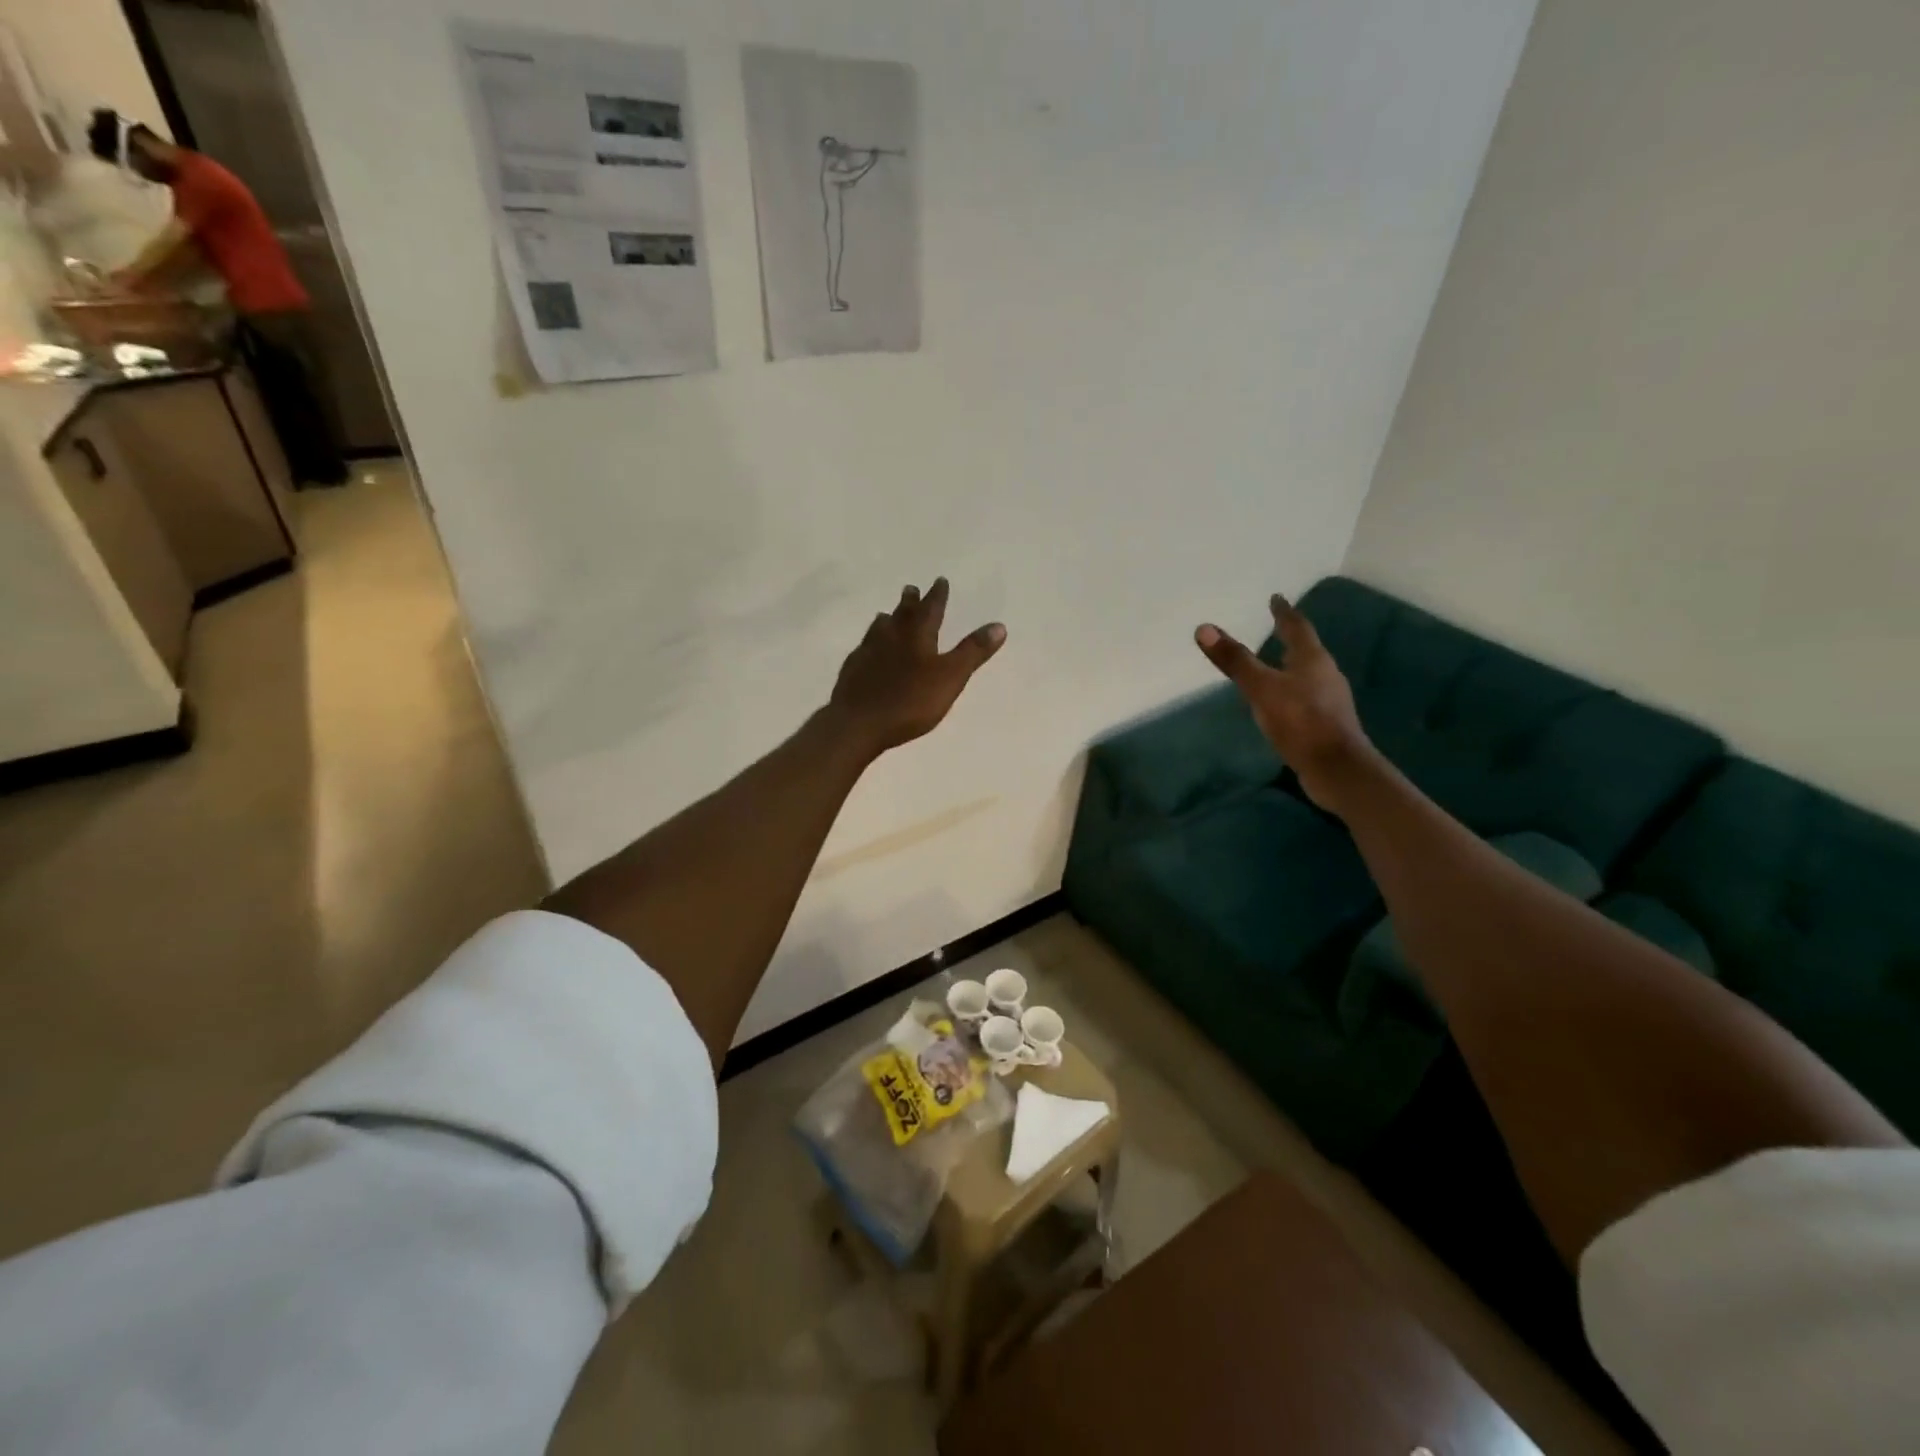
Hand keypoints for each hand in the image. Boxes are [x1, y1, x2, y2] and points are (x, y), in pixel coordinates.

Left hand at [828, 578, 1006, 756]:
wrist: (859, 722)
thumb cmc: (911, 700)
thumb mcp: (951, 677)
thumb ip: (973, 652)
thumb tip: (999, 626)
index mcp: (917, 636)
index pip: (931, 609)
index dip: (937, 596)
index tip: (939, 580)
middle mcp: (891, 637)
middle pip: (902, 614)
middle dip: (910, 602)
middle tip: (910, 588)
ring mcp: (867, 653)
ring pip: (878, 630)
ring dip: (886, 620)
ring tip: (886, 615)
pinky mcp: (852, 671)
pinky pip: (862, 650)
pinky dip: (868, 645)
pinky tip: (865, 650)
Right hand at [1195, 595, 1377, 811]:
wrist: (1337, 768)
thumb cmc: (1300, 721)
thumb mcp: (1261, 688)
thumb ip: (1235, 660)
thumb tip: (1204, 628)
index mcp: (1312, 660)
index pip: (1297, 627)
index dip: (1284, 613)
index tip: (1276, 598)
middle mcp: (1325, 674)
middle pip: (1306, 650)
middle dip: (1290, 639)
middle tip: (1275, 629)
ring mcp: (1329, 700)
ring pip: (1308, 674)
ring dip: (1292, 666)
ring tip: (1275, 664)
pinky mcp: (1327, 723)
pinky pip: (1306, 697)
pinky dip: (1292, 691)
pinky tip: (1282, 702)